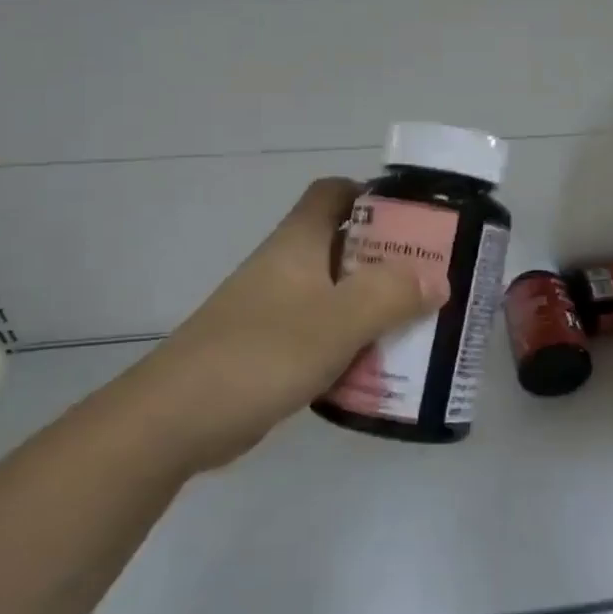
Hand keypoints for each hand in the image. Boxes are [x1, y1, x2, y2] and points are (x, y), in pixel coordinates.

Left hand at [127, 179, 445, 472]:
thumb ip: (390, 295)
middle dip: (390, 260)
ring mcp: (277, 310)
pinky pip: (325, 335)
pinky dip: (353, 344)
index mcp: (297, 244)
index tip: (416, 218)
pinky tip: (381, 368)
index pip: (334, 193)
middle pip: (345, 246)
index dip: (373, 195)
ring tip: (420, 325)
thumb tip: (437, 279)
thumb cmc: (260, 354)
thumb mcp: (336, 321)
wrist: (175, 420)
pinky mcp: (272, 350)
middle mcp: (287, 268)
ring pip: (338, 295)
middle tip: (434, 279)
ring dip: (376, 307)